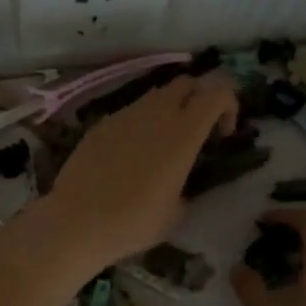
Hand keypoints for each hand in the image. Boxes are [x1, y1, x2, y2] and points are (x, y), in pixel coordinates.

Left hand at [42, 74, 237, 265]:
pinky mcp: (101, 124)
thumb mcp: (175, 212)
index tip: (223, 135)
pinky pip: (129, 112)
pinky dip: (140, 123)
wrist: (76, 221)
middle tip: (197, 131)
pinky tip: (130, 155)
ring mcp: (124, 115)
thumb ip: (186, 188)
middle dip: (199, 99)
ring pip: (156, 95)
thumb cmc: (133, 222)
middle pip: (187, 83)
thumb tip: (180, 187)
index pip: (217, 92)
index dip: (229, 105)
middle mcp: (156, 114)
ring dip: (168, 109)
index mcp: (183, 133)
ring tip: (163, 144)